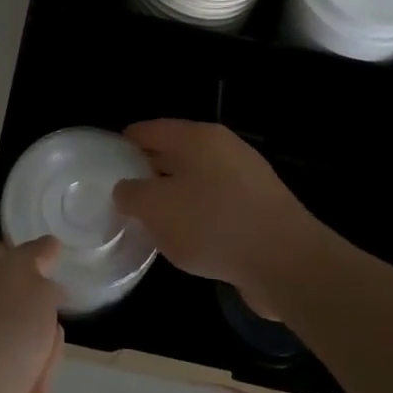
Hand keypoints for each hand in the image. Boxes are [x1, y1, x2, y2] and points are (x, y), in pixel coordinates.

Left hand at [0, 237, 64, 392]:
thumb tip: (46, 247)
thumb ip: (36, 256)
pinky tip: (55, 352)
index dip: (26, 249)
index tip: (56, 249)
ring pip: (28, 326)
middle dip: (40, 287)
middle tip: (69, 278)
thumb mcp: (22, 274)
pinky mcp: (16, 388)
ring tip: (67, 311)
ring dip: (45, 321)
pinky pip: (39, 360)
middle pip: (15, 291)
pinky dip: (48, 356)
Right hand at [113, 120, 321, 314]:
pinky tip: (188, 238)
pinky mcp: (261, 206)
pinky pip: (217, 203)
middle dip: (148, 170)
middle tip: (123, 193)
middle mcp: (224, 148)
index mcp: (197, 137)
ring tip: (151, 219)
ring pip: (197, 179)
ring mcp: (247, 177)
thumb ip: (132, 194)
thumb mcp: (156, 209)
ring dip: (175, 195)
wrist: (287, 263)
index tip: (106, 162)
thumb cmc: (213, 225)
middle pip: (175, 153)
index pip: (150, 130)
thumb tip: (126, 189)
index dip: (125, 143)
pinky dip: (199, 214)